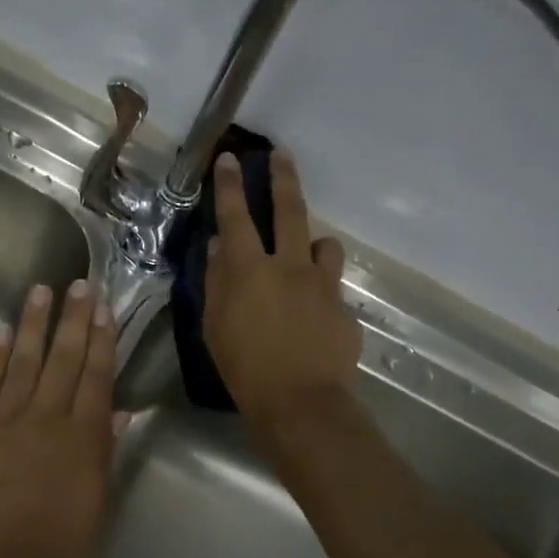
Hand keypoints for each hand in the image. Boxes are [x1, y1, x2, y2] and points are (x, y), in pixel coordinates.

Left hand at [0, 280, 117, 557]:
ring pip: (25, 359)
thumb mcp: (95, 508)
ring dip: (34, 323)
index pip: (96, 376)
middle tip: (79, 283)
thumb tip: (119, 413)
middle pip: (63, 358)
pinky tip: (4, 331)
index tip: (104, 308)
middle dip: (74, 319)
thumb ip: (105, 455)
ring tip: (42, 290)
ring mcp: (4, 418)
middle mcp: (46, 416)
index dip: (102, 339)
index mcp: (82, 437)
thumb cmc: (51, 551)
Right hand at [204, 149, 361, 426]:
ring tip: (307, 254)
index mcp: (249, 270)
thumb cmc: (244, 368)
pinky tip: (313, 317)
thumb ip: (216, 281)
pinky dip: (321, 290)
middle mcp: (289, 266)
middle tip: (282, 154)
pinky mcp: (343, 307)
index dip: (230, 185)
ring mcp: (322, 284)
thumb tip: (218, 247)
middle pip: (289, 210)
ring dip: (313, 242)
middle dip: (283, 177)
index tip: (229, 158)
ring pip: (324, 244)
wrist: (301, 403)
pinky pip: (332, 287)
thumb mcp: (214, 326)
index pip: (235, 216)